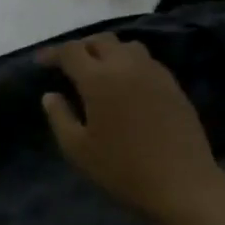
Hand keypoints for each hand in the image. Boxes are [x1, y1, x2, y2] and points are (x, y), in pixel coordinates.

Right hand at [39, 35, 224, 224]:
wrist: (182, 184)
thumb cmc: (123, 168)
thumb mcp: (78, 149)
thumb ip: (59, 117)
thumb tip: (50, 95)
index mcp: (98, 78)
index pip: (71, 51)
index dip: (53, 53)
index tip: (42, 62)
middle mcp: (126, 65)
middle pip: (100, 40)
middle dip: (81, 48)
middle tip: (69, 65)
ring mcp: (154, 72)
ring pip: (126, 46)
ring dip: (108, 51)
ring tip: (99, 70)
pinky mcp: (173, 85)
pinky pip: (146, 61)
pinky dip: (129, 63)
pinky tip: (127, 84)